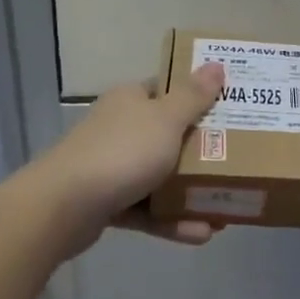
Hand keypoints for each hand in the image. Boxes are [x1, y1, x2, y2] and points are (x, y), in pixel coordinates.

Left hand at [33, 63, 226, 255]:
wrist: (62, 207)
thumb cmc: (121, 152)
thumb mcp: (166, 120)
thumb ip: (194, 96)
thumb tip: (217, 64)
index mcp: (132, 100)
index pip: (168, 90)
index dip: (199, 97)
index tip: (231, 109)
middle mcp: (121, 128)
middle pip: (169, 135)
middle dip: (203, 152)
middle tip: (237, 161)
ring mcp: (112, 166)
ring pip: (160, 177)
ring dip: (192, 194)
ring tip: (225, 212)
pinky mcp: (107, 203)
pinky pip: (148, 209)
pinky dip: (172, 220)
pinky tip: (201, 234)